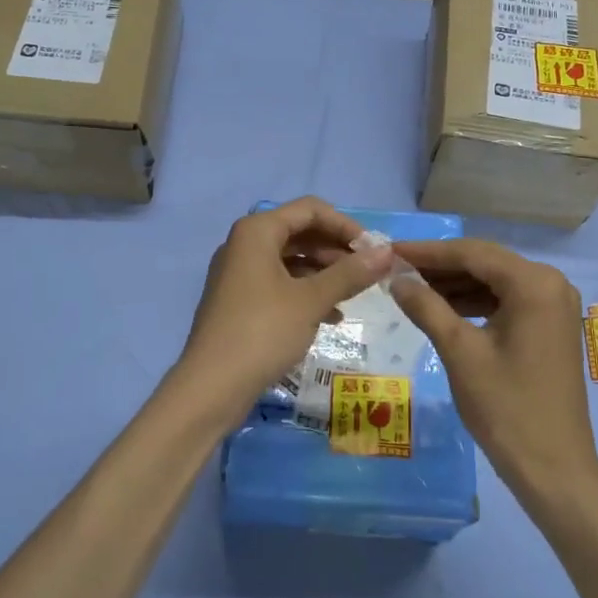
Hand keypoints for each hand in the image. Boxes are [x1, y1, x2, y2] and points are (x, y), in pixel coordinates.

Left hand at [170, 198, 393, 428]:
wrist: (211, 387)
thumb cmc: (262, 332)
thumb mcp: (311, 300)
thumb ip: (350, 273)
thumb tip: (387, 252)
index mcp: (257, 231)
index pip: (310, 210)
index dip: (345, 225)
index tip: (373, 250)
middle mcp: (244, 244)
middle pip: (300, 232)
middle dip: (336, 250)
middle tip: (368, 273)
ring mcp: (239, 273)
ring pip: (291, 260)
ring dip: (324, 273)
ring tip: (354, 295)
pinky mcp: (239, 300)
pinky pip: (279, 284)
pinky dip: (306, 293)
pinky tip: (331, 316)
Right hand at [388, 239, 597, 492]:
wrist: (553, 467)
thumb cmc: (505, 407)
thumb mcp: (459, 352)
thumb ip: (426, 307)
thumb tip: (396, 279)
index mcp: (534, 283)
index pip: (472, 253)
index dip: (427, 251)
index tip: (389, 251)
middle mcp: (551, 283)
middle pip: (485, 262)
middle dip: (440, 266)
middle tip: (395, 268)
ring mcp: (554, 305)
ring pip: (494, 281)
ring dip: (455, 284)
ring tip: (411, 287)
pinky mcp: (550, 325)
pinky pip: (506, 300)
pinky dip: (474, 302)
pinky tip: (442, 308)